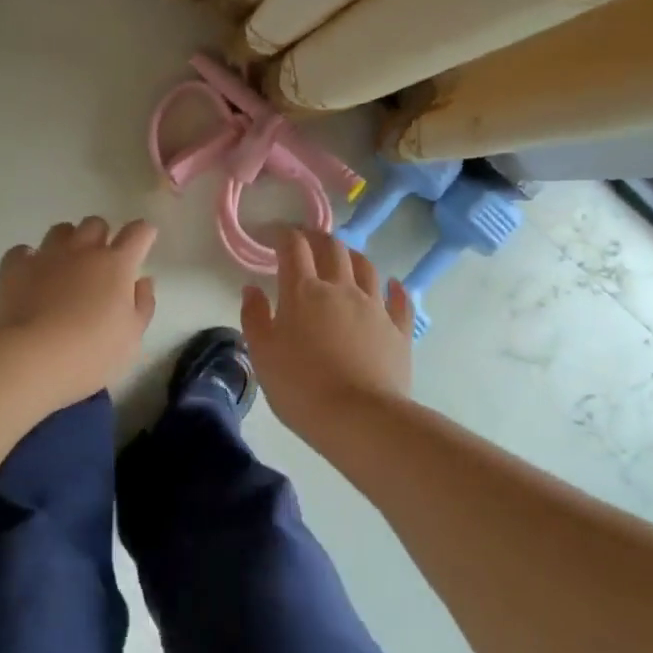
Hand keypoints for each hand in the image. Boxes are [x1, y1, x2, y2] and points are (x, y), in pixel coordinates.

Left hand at [0, 217, 157, 406]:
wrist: (29, 357)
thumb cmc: (90, 353)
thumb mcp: (131, 338)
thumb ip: (142, 305)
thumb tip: (142, 281)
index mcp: (116, 265)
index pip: (137, 233)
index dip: (144, 232)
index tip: (145, 238)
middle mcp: (82, 250)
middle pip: (95, 224)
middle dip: (101, 236)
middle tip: (100, 261)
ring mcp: (45, 255)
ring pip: (61, 230)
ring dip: (68, 241)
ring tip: (65, 265)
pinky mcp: (14, 267)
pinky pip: (23, 251)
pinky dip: (30, 259)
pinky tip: (31, 276)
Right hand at [240, 229, 412, 431]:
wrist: (359, 418)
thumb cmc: (300, 387)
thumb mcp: (262, 353)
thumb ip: (255, 317)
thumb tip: (252, 289)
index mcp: (303, 291)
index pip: (293, 247)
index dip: (282, 234)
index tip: (273, 234)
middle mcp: (341, 289)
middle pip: (332, 248)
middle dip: (317, 238)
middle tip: (306, 241)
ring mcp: (374, 307)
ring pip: (366, 267)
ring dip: (351, 256)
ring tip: (343, 257)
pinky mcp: (398, 330)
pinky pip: (399, 300)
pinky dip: (394, 288)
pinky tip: (392, 285)